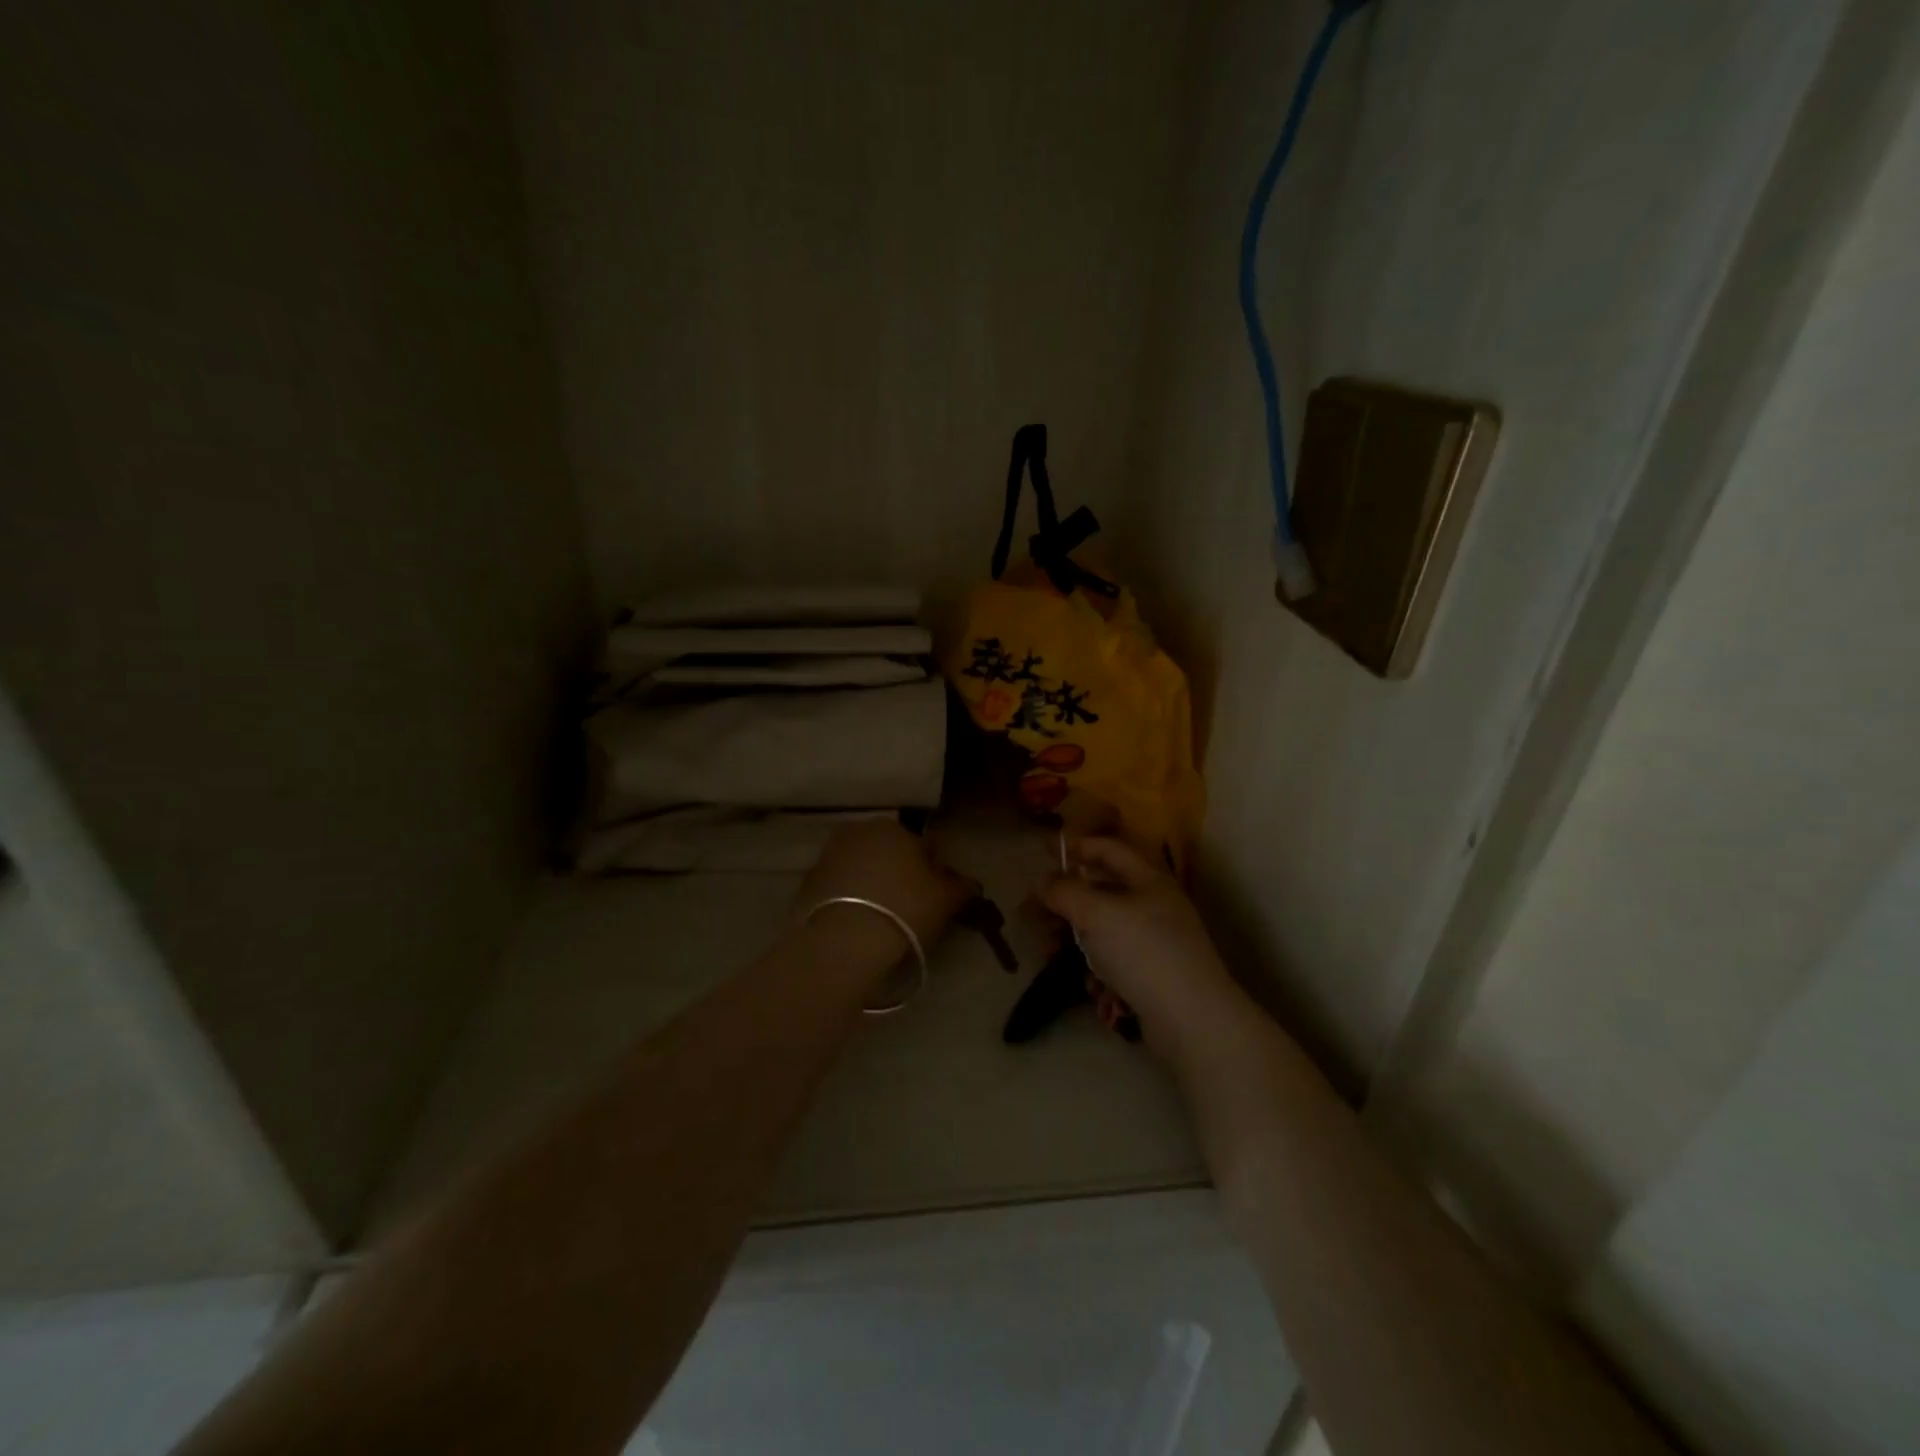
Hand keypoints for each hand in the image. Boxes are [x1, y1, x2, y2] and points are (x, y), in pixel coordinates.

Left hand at [797, 819, 977, 955]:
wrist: (844, 939)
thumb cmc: (905, 909)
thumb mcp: (946, 899)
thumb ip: (961, 886)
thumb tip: (969, 883)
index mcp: (896, 828)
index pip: (924, 847)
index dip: (933, 873)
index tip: (934, 899)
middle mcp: (861, 831)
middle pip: (890, 853)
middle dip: (899, 873)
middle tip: (907, 908)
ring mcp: (831, 854)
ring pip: (862, 867)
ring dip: (871, 883)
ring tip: (880, 917)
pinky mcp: (809, 880)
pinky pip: (839, 886)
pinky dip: (848, 897)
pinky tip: (857, 921)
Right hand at [1041, 837, 1242, 1059]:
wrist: (1192, 1020)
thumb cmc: (1144, 952)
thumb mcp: (1097, 914)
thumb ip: (1064, 892)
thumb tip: (1042, 883)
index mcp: (1148, 880)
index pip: (1108, 849)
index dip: (1076, 846)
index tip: (1043, 850)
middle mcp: (1153, 905)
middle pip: (1100, 891)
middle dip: (1065, 901)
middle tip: (1032, 914)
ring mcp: (1154, 941)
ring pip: (1102, 928)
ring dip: (1073, 936)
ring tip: (1048, 952)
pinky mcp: (1151, 974)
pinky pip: (1113, 959)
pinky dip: (1095, 965)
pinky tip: (1088, 983)